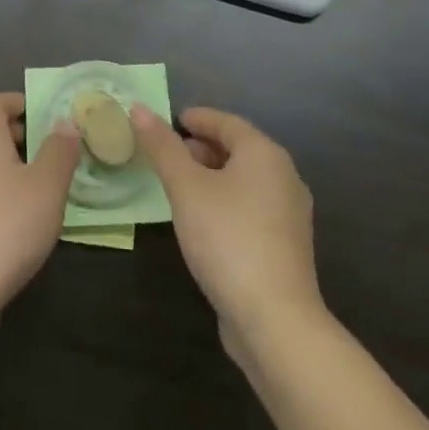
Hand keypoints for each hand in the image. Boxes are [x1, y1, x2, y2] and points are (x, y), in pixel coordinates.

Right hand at [132, 105, 326, 359]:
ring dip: (212, 176)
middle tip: (167, 155)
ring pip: (245, 180)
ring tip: (178, 187)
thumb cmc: (228, 239)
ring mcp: (289, 214)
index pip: (227, 122)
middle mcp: (284, 176)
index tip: (168, 121)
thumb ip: (162, 147)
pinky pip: (250, 208)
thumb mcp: (186, 188)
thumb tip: (138, 108)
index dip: (196, 118)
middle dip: (202, 148)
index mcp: (265, 154)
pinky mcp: (286, 247)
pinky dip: (225, 202)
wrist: (276, 322)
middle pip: (238, 149)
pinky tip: (202, 221)